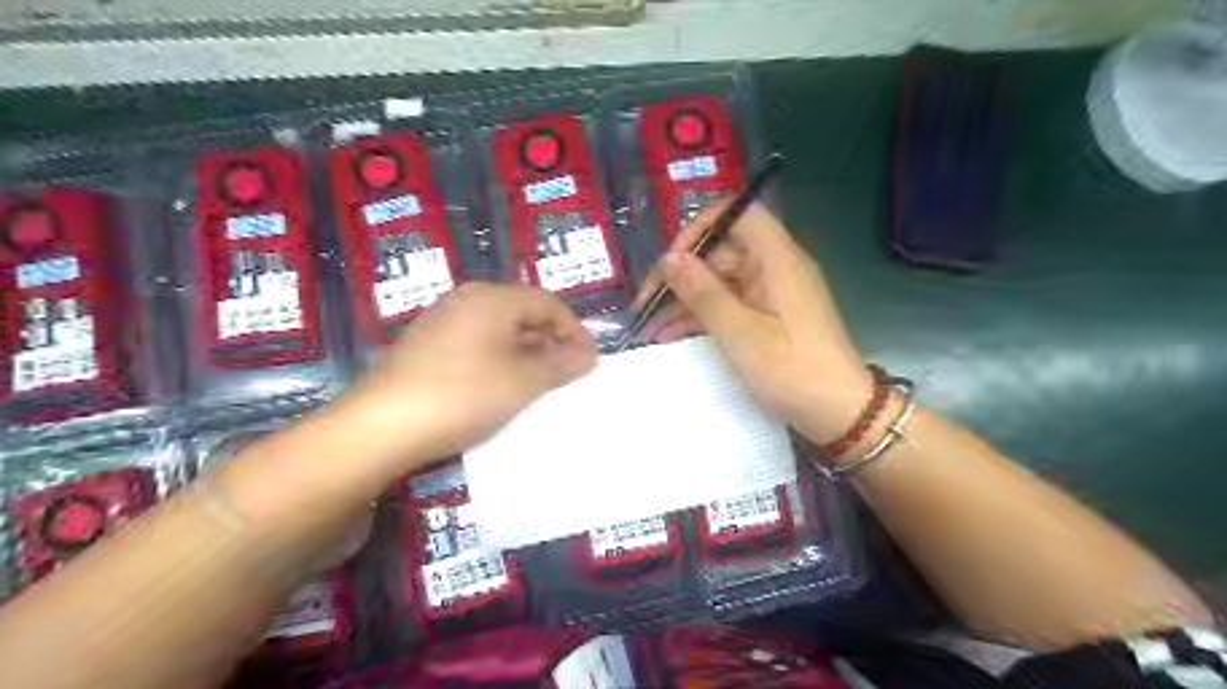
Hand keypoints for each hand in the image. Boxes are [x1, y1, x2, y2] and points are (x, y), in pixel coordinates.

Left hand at [341, 282, 597, 464]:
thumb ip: (560, 364)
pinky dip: (500, 360)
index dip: (575, 330)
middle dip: (551, 341)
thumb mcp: (522, 381)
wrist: (381, 426)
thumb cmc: (463, 394)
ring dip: (526, 352)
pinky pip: (477, 343)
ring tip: (540, 383)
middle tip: (568, 373)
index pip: (548, 303)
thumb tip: (588, 355)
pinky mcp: (425, 346)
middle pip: (523, 312)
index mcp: (492, 298)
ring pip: (499, 329)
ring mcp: (442, 321)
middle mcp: (466, 300)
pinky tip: (501, 387)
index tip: (589, 362)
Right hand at [637, 201, 876, 440]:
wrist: (840, 414)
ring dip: (686, 301)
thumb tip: (670, 259)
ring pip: (720, 282)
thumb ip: (703, 293)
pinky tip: (671, 335)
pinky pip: (730, 304)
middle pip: (721, 251)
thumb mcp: (741, 333)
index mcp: (776, 259)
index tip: (672, 261)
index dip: (700, 228)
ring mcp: (772, 293)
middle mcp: (774, 268)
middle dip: (682, 275)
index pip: (738, 213)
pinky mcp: (769, 317)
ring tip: (650, 327)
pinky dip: (703, 316)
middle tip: (647, 306)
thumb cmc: (793, 371)